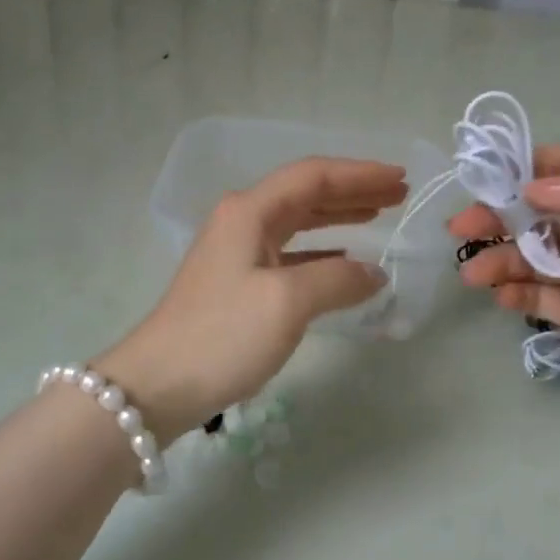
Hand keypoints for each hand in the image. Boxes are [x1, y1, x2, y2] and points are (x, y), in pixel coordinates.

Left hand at [97, 158, 404, 440]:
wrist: (158, 385)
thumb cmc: (223, 334)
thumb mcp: (287, 303)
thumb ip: (337, 280)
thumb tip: (373, 273)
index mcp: (251, 210)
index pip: (314, 175)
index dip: (360, 174)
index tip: (400, 177)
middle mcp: (243, 220)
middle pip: (307, 193)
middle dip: (354, 190)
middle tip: (398, 193)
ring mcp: (239, 251)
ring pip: (300, 221)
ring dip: (340, 215)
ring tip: (379, 214)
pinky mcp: (239, 281)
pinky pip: (292, 252)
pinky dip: (323, 251)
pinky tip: (346, 261)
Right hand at [450, 147, 559, 418]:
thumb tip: (533, 188)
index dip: (523, 167)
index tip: (486, 177)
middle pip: (536, 210)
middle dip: (496, 214)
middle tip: (462, 228)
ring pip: (530, 254)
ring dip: (498, 257)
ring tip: (473, 272)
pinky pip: (539, 297)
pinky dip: (513, 291)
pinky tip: (498, 294)